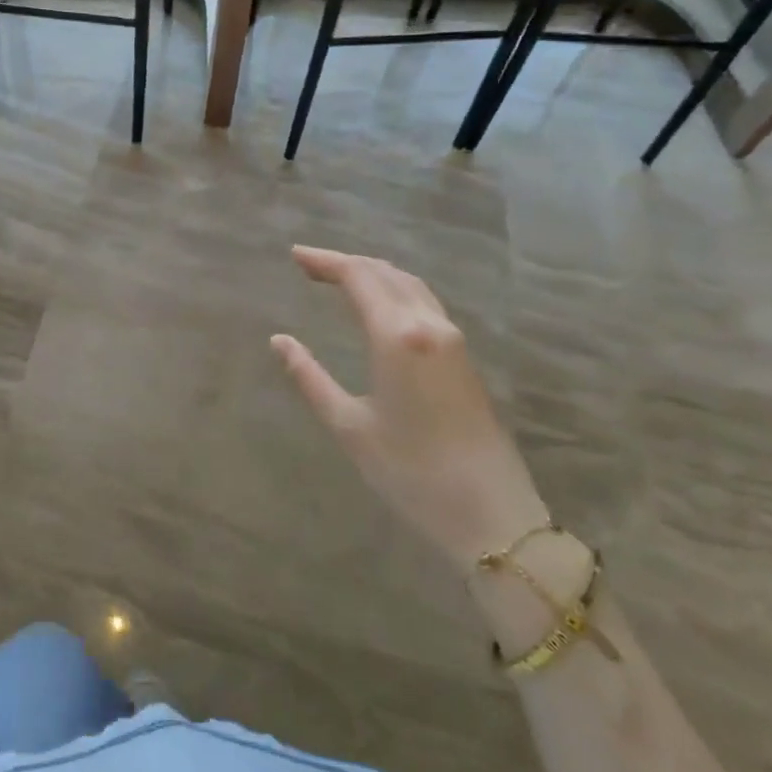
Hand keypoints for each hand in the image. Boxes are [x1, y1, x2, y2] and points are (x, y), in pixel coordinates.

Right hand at [272, 245, 549, 572]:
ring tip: (340, 277)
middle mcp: (428, 325)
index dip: (325, 261)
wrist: (492, 516)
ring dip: (373, 272)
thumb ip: (309, 377)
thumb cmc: (411, 473)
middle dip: (346, 262)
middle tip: (310, 265)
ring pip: (409, 284)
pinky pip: (424, 302)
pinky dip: (395, 289)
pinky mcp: (464, 357)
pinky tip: (380, 304)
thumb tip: (279, 341)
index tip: (295, 256)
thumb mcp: (349, 427)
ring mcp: (452, 339)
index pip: (358, 276)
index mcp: (397, 336)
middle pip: (385, 272)